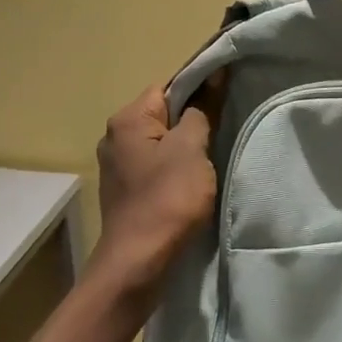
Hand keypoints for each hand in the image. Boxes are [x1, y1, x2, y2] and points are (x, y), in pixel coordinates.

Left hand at [89, 76, 223, 305]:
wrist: (139, 262)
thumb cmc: (168, 198)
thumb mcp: (192, 149)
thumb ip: (201, 111)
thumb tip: (212, 79)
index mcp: (127, 120)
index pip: (168, 88)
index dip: (199, 90)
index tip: (226, 100)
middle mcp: (114, 137)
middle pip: (162, 115)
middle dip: (192, 121)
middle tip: (222, 132)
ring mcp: (116, 166)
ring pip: (160, 143)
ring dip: (184, 148)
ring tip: (210, 160)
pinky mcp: (124, 191)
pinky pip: (154, 166)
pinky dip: (173, 169)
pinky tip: (191, 183)